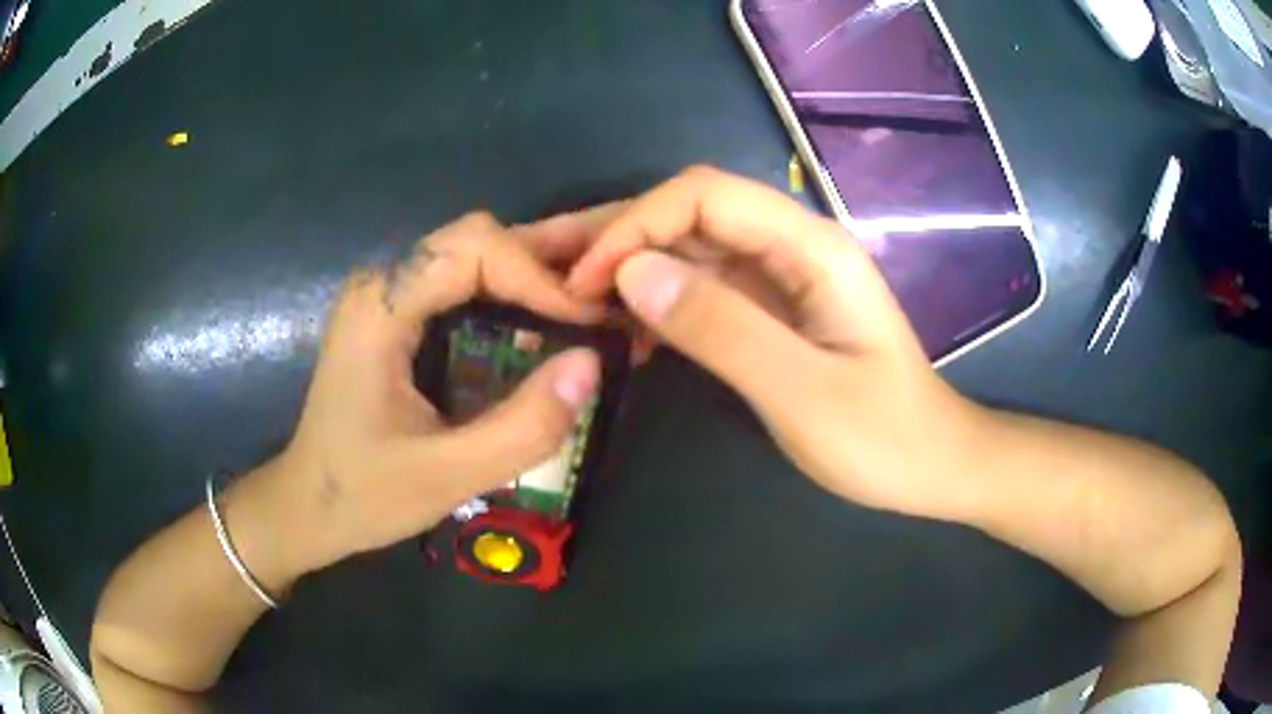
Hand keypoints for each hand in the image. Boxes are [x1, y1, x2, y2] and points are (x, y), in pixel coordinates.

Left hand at [254, 212, 605, 585]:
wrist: (306, 508)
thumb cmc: (362, 495)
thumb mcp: (448, 475)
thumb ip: (523, 427)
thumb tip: (592, 364)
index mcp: (381, 307)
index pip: (474, 247)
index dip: (539, 275)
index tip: (589, 321)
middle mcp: (382, 283)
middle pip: (475, 241)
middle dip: (542, 266)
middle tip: (600, 307)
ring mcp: (386, 296)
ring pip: (472, 256)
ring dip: (530, 277)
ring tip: (585, 311)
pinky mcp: (394, 316)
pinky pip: (460, 284)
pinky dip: (508, 295)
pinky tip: (541, 325)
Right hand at [566, 167, 992, 520]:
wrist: (931, 464)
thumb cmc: (881, 437)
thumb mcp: (802, 391)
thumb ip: (722, 328)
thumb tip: (631, 273)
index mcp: (809, 247)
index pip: (703, 195)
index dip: (635, 223)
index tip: (585, 278)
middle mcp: (792, 246)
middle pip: (689, 212)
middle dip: (614, 231)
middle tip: (541, 259)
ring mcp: (781, 278)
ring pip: (689, 248)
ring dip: (625, 262)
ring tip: (561, 287)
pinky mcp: (772, 310)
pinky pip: (702, 287)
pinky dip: (654, 298)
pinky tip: (621, 326)